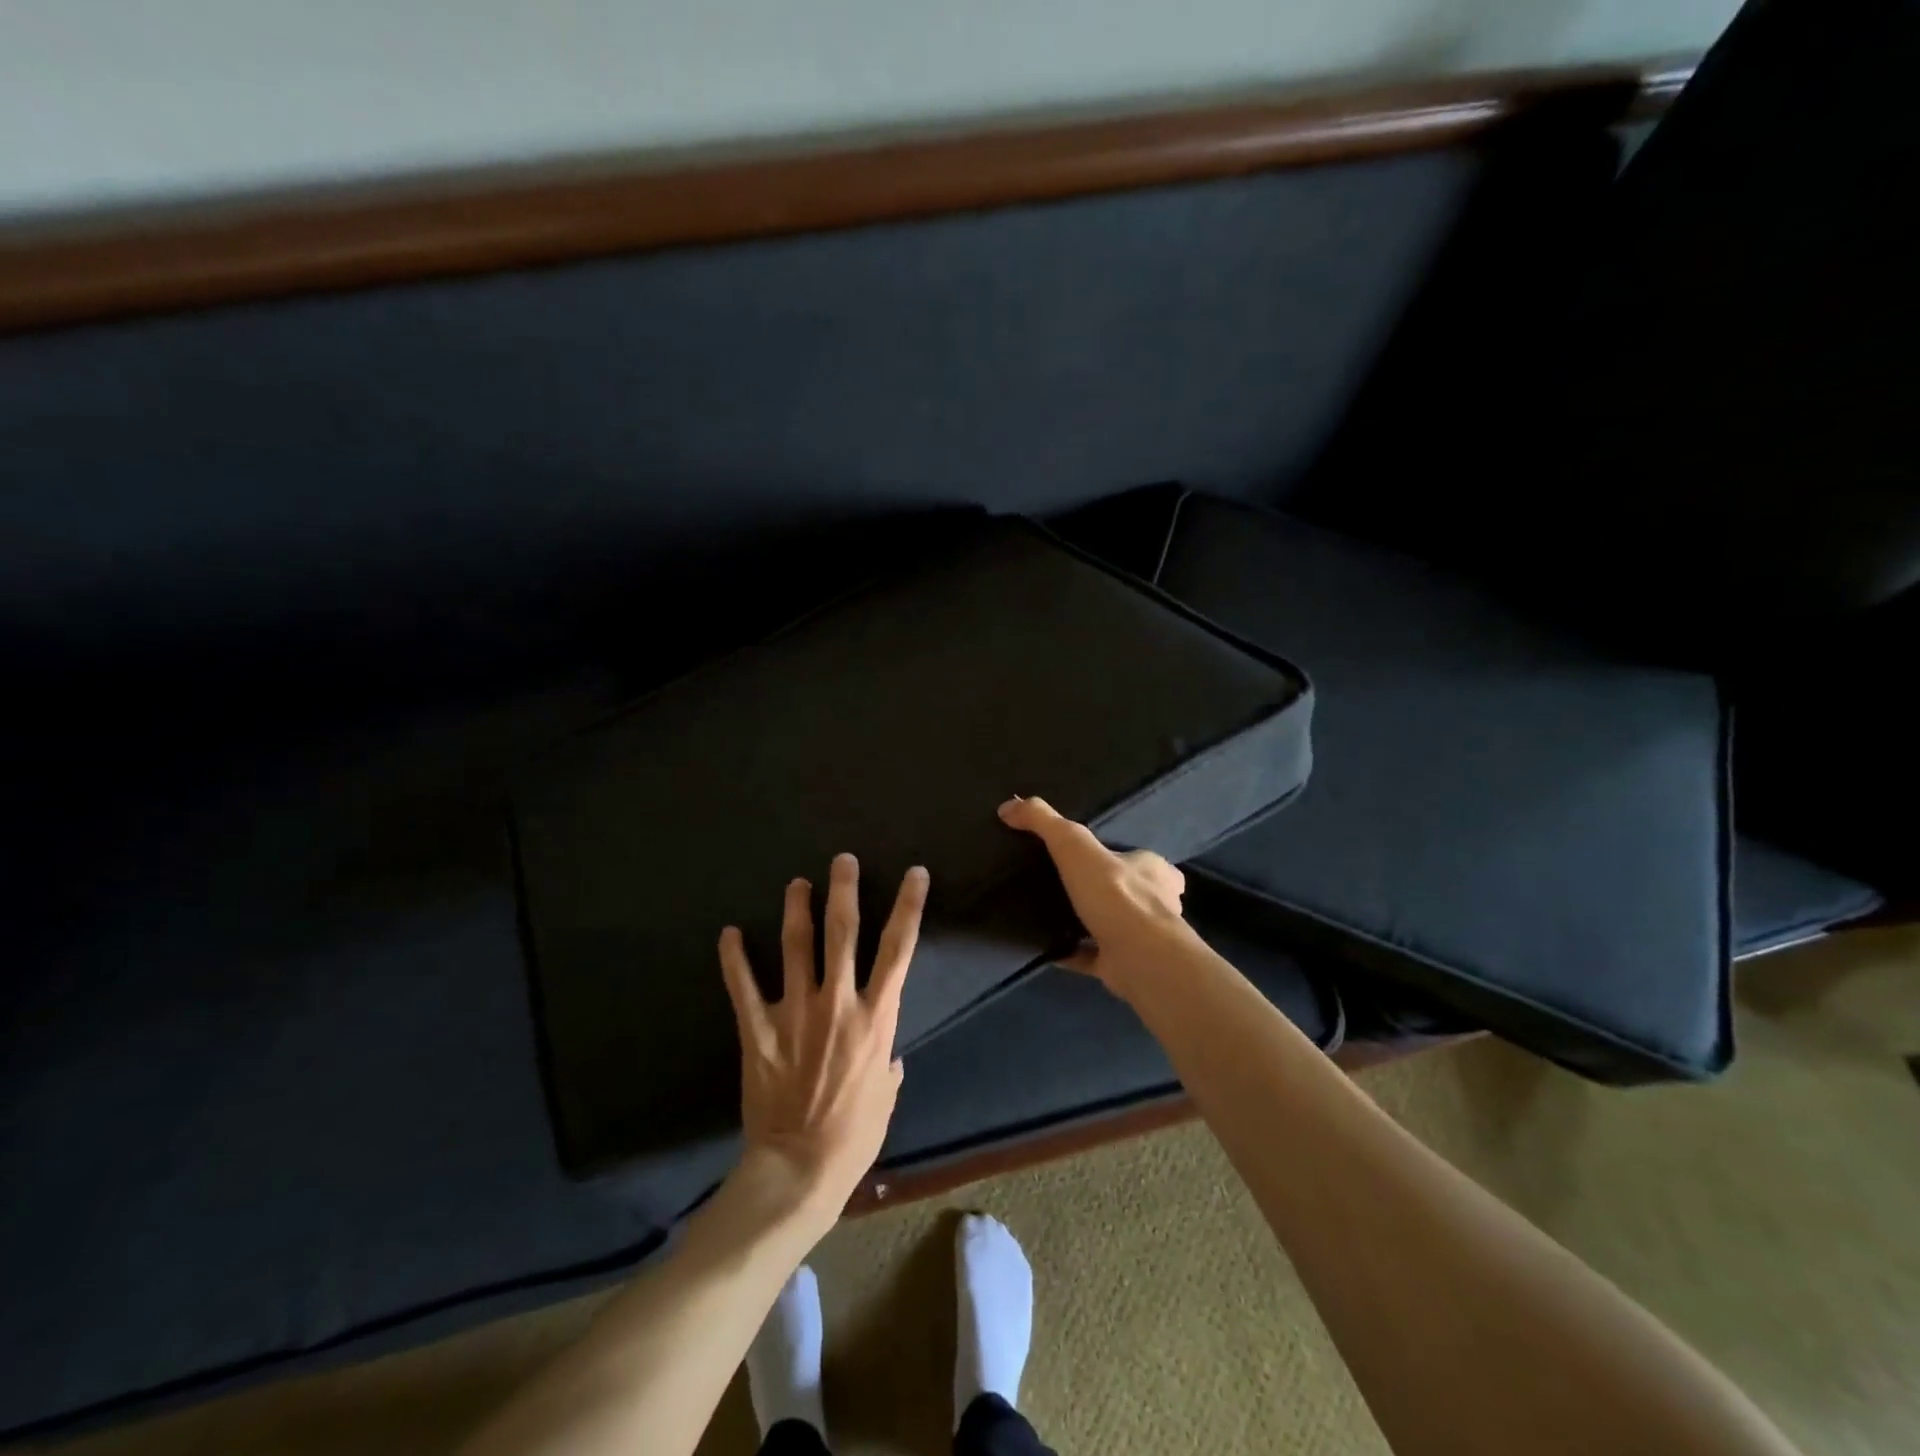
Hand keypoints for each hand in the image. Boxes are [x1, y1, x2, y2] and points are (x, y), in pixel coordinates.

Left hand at [718, 854, 928, 1227]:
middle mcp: (837, 1001)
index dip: (909, 906)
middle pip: (843, 931)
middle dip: (844, 889)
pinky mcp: (758, 1030)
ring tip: (796, 883)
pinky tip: (728, 933)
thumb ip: (888, 1065)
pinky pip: (742, 986)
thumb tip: (888, 1056)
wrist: (798, 1168)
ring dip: (796, 909)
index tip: (915, 873)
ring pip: (795, 945)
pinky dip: (733, 958)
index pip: (899, 948)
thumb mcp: (886, 1097)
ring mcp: (794, 1012)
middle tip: (843, 860)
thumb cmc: (853, 1135)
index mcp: (875, 1016)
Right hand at [997, 795, 1188, 995]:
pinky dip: (1074, 953)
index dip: (1120, 855)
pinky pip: (1094, 957)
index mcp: (1153, 870)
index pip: (1141, 858)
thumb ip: (1044, 822)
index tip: (1091, 857)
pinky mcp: (1126, 966)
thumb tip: (1008, 806)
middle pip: (1130, 893)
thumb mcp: (1073, 844)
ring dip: (1090, 923)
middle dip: (1104, 891)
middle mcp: (1156, 904)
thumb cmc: (1115, 894)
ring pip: (1114, 926)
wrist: (1139, 958)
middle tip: (1065, 886)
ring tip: (1052, 915)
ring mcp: (1143, 939)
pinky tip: (1049, 949)